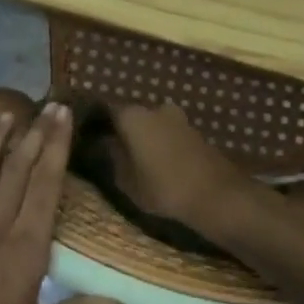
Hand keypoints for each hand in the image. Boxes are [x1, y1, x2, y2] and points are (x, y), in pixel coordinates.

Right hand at [108, 101, 258, 232]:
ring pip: (152, 123)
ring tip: (133, 157)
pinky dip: (160, 142)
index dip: (95, 121)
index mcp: (133, 115)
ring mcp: (178, 117)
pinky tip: (156, 160)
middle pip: (131, 115)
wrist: (217, 195)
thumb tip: (104, 143)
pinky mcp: (195, 131)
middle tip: (110, 147)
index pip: (105, 108)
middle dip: (121, 128)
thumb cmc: (164, 188)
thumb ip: (112, 157)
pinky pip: (168, 132)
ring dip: (143, 136)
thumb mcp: (127, 180)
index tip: (86, 133)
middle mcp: (155, 108)